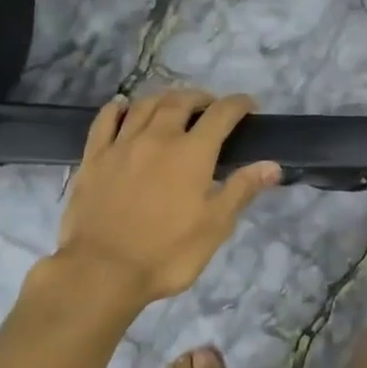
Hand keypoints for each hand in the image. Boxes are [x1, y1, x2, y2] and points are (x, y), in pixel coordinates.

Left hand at [51, 89, 279, 307]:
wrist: (102, 270)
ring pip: (144, 105)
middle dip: (200, 97)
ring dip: (164, 97)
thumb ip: (242, 190)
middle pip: (180, 101)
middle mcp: (157, 137)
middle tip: (210, 106)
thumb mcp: (214, 226)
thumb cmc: (167, 253)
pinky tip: (123, 106)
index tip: (249, 105)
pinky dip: (118, 107)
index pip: (221, 115)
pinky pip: (105, 120)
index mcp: (192, 153)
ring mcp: (122, 145)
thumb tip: (272, 165)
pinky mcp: (94, 157)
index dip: (238, 104)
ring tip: (173, 104)